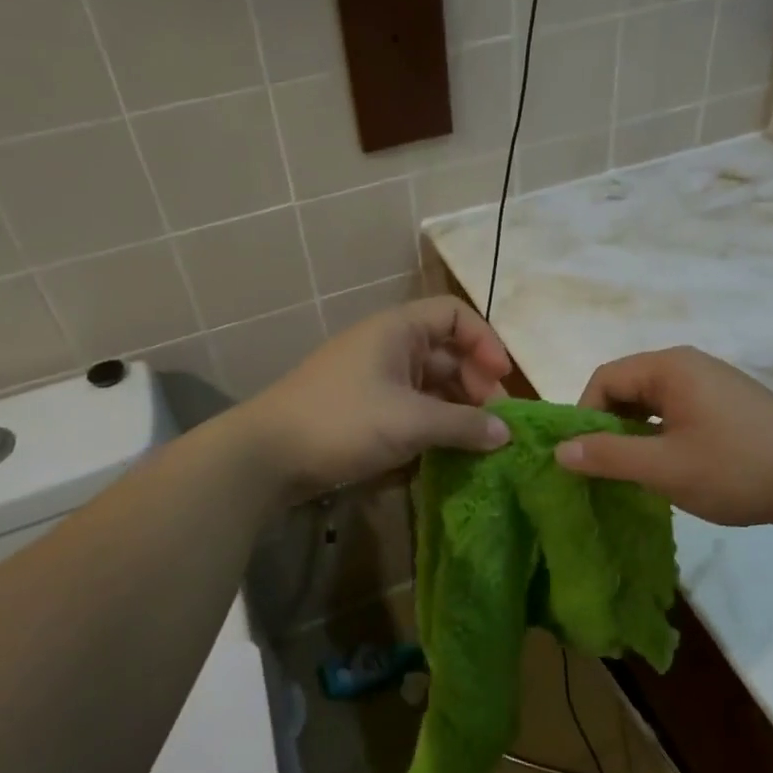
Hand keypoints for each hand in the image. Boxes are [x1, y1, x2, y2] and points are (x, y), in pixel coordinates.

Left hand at [245, 297, 512, 499]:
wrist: (266, 456)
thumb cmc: (343, 422)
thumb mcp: (411, 421)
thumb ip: (464, 425)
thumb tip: (506, 434)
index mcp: (398, 330)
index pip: (455, 315)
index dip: (485, 341)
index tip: (502, 379)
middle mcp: (388, 347)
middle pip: (446, 353)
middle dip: (475, 383)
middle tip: (492, 423)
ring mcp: (374, 379)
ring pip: (429, 386)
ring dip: (456, 410)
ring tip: (475, 444)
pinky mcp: (363, 411)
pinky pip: (410, 409)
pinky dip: (432, 425)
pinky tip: (446, 453)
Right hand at [554, 347, 772, 527]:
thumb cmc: (737, 468)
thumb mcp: (664, 468)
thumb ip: (608, 457)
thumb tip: (560, 449)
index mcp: (670, 367)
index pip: (605, 379)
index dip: (585, 416)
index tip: (583, 457)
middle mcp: (689, 365)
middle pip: (628, 387)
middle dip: (609, 426)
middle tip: (606, 468)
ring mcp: (713, 383)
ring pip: (653, 402)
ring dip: (635, 433)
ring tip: (635, 471)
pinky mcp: (730, 404)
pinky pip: (678, 411)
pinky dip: (661, 434)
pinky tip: (670, 466)